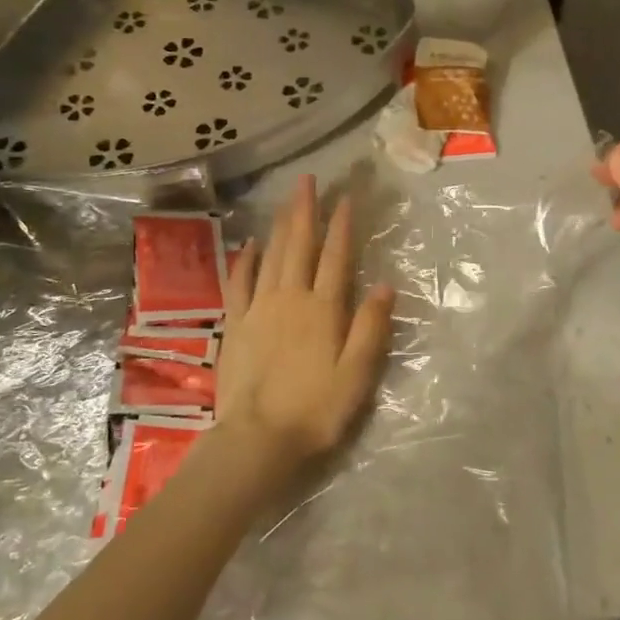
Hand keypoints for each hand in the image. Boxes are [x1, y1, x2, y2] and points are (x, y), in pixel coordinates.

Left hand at [217, 175, 394, 464]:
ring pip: (270, 256)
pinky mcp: (235, 325)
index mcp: (323, 310)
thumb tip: (384, 285)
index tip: (345, 196)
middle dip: (304, 211)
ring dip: (279, 226)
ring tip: (285, 200)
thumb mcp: (357, 375)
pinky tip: (249, 244)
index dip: (341, 225)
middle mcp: (290, 299)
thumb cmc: (315, 410)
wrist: (257, 439)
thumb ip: (370, 328)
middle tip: (307, 180)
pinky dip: (245, 260)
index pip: (336, 257)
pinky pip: (239, 283)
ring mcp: (258, 309)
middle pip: (299, 246)